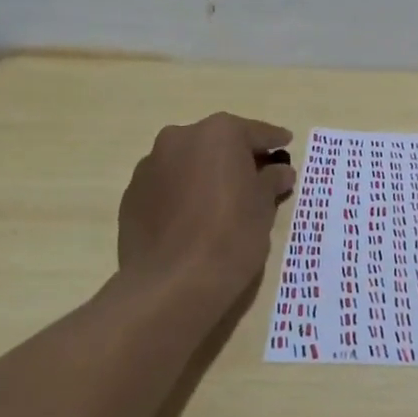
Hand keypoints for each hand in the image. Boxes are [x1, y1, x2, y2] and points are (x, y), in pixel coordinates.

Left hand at [116, 112, 296, 314]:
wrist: (171, 284)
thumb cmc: (231, 235)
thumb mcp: (264, 206)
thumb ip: (272, 181)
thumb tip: (280, 171)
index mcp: (218, 133)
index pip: (255, 133)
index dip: (274, 141)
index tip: (286, 143)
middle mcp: (180, 138)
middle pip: (217, 143)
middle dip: (236, 157)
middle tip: (256, 176)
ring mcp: (150, 166)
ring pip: (188, 163)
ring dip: (205, 174)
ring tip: (222, 201)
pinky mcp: (131, 196)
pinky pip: (166, 186)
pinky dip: (182, 194)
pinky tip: (193, 219)